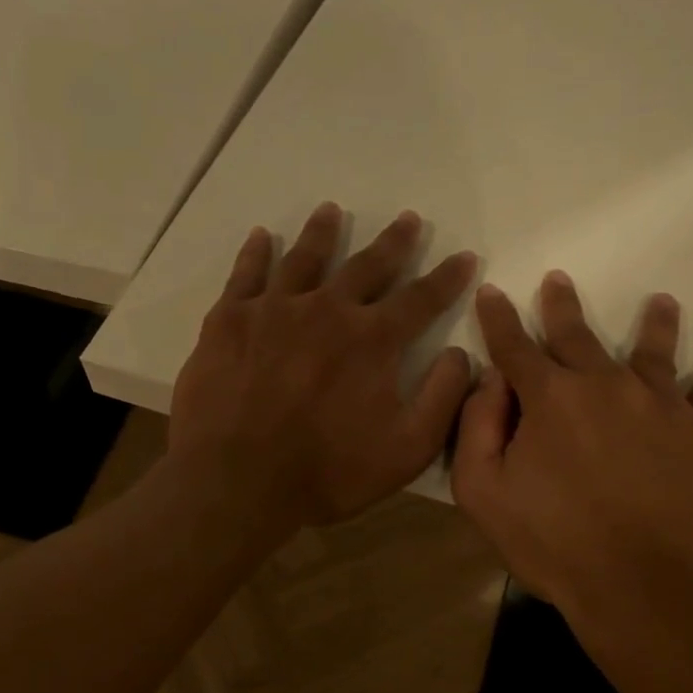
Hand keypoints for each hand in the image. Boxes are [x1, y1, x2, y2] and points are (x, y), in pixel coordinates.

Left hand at [167, 203, 478, 535]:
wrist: (237, 481)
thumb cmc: (328, 471)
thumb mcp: (407, 449)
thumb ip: (442, 398)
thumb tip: (463, 354)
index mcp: (372, 339)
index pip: (421, 298)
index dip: (447, 277)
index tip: (464, 256)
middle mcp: (327, 309)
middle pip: (367, 265)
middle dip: (394, 242)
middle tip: (408, 219)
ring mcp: (274, 309)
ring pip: (305, 258)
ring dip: (323, 232)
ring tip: (332, 210)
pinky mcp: (229, 319)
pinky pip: (245, 274)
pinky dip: (256, 253)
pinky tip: (262, 237)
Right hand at [451, 271, 692, 627]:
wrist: (643, 590)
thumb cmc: (553, 544)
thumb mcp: (483, 493)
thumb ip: (476, 428)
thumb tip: (490, 381)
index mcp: (550, 398)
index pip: (514, 346)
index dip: (498, 319)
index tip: (492, 292)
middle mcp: (606, 385)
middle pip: (577, 336)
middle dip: (561, 307)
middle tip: (558, 281)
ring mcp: (662, 406)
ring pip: (654, 352)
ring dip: (654, 324)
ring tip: (661, 302)